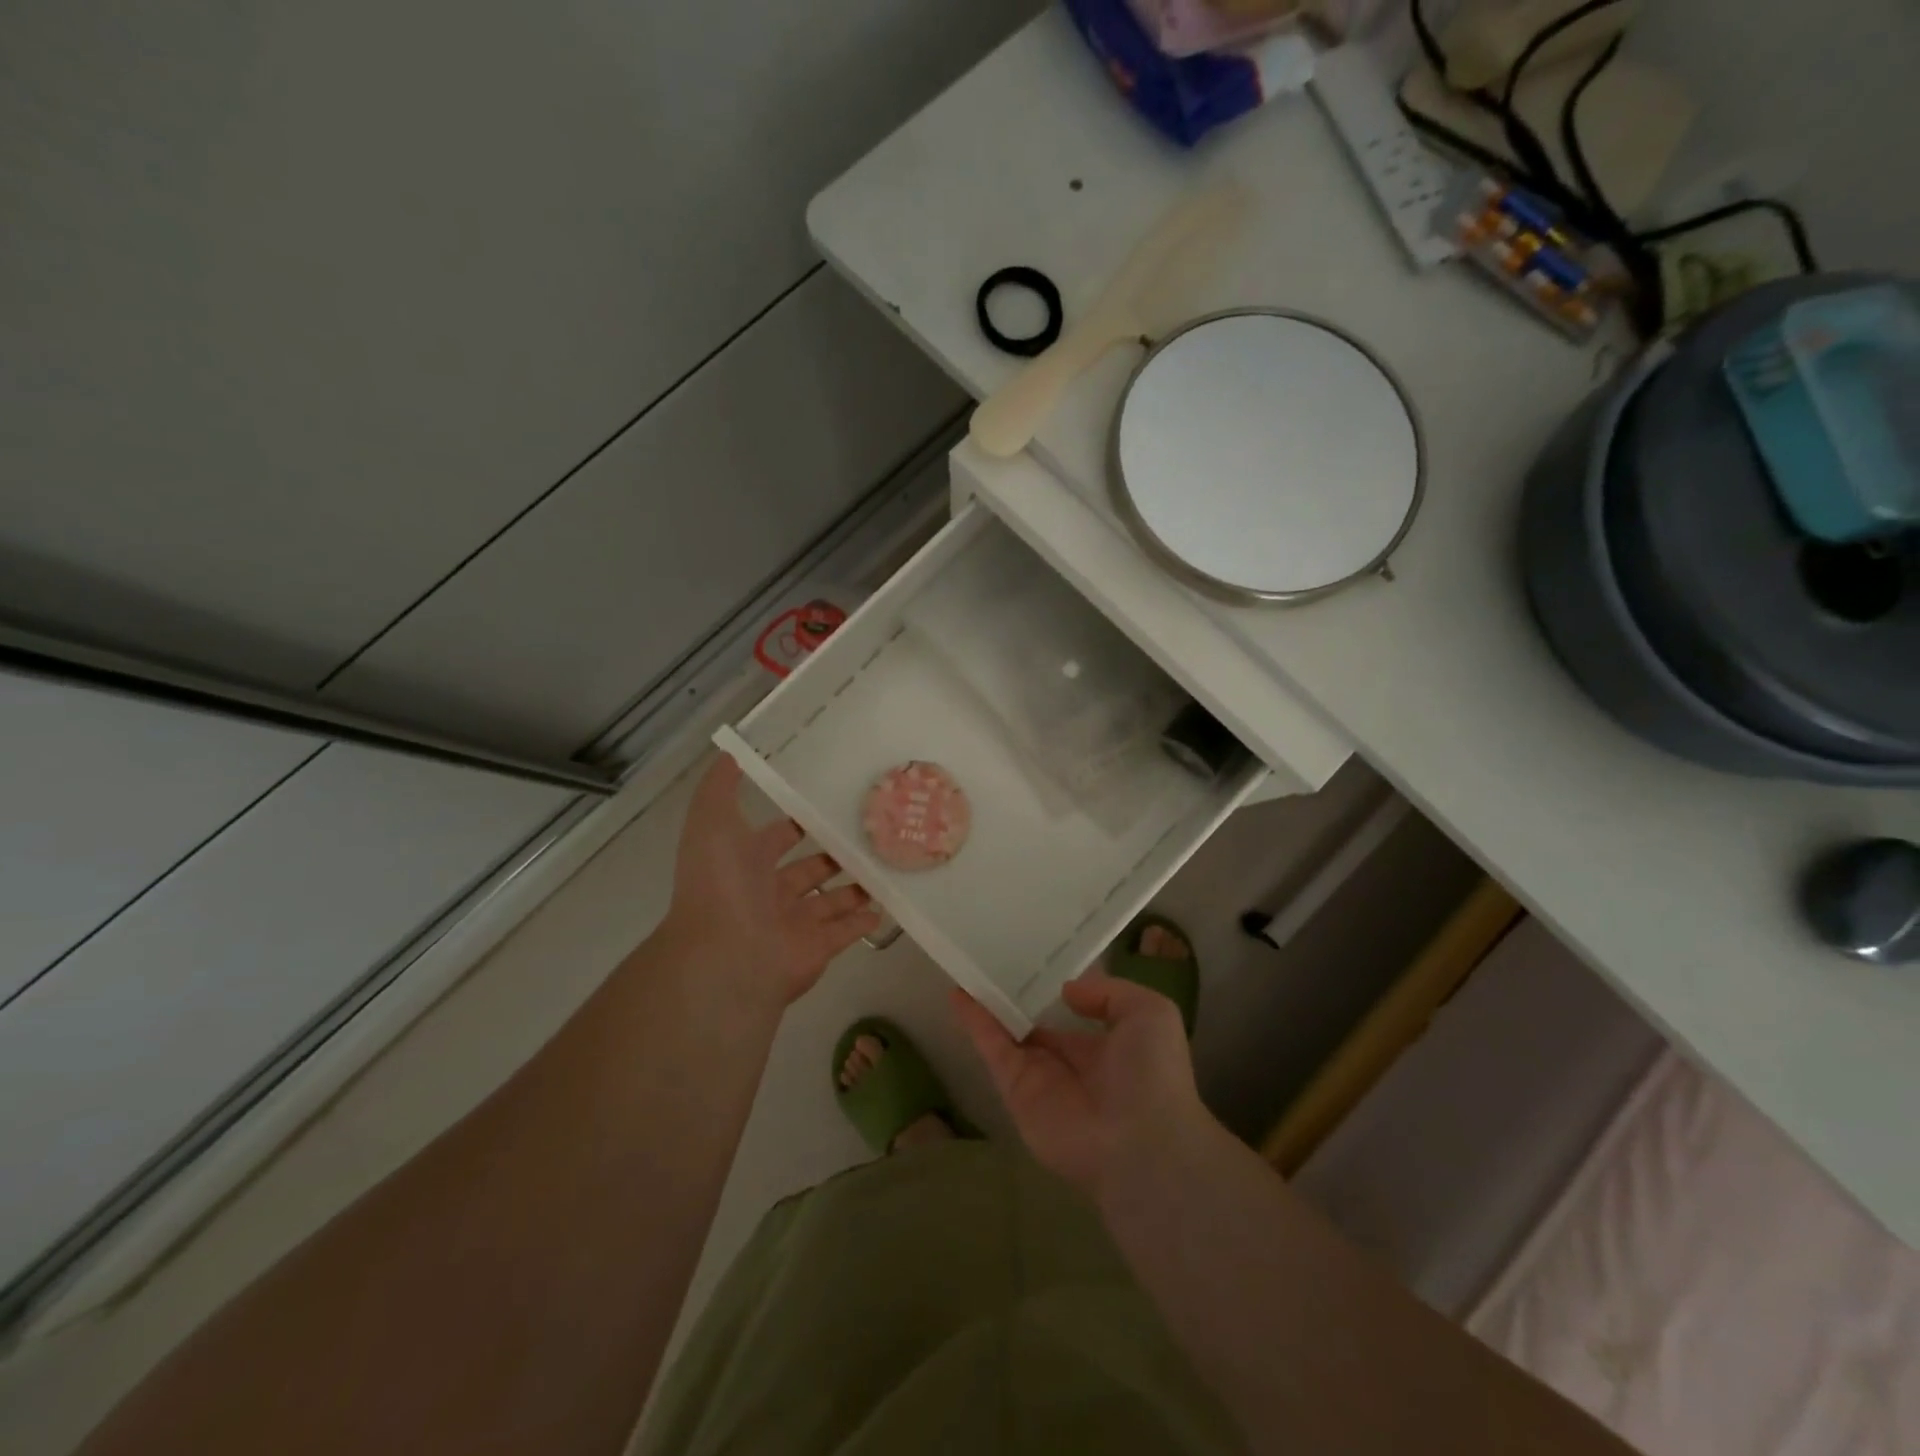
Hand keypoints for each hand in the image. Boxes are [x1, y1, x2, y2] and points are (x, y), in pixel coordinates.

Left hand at [663, 756, 880, 1004]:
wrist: (725, 956)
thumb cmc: (721, 884)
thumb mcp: (711, 821)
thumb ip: (720, 787)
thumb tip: (729, 753)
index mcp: (746, 863)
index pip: (777, 837)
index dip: (797, 822)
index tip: (829, 804)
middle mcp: (769, 893)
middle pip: (808, 870)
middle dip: (832, 856)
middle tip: (868, 835)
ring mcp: (794, 923)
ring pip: (830, 901)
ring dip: (853, 887)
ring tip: (886, 865)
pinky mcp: (817, 949)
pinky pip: (846, 932)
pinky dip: (864, 921)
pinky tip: (888, 904)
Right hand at [952, 971, 1210, 1196]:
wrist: (1140, 1142)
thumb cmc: (1153, 1074)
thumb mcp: (1149, 1013)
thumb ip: (1108, 993)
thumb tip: (1066, 990)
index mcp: (1104, 1049)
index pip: (1071, 1017)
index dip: (1052, 992)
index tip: (1033, 960)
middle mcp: (1069, 1063)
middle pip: (1034, 1025)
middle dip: (1016, 999)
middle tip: (991, 960)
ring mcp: (1039, 1078)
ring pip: (1007, 1034)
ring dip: (988, 1005)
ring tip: (967, 969)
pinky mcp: (1015, 1090)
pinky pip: (993, 1049)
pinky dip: (975, 1022)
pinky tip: (959, 993)